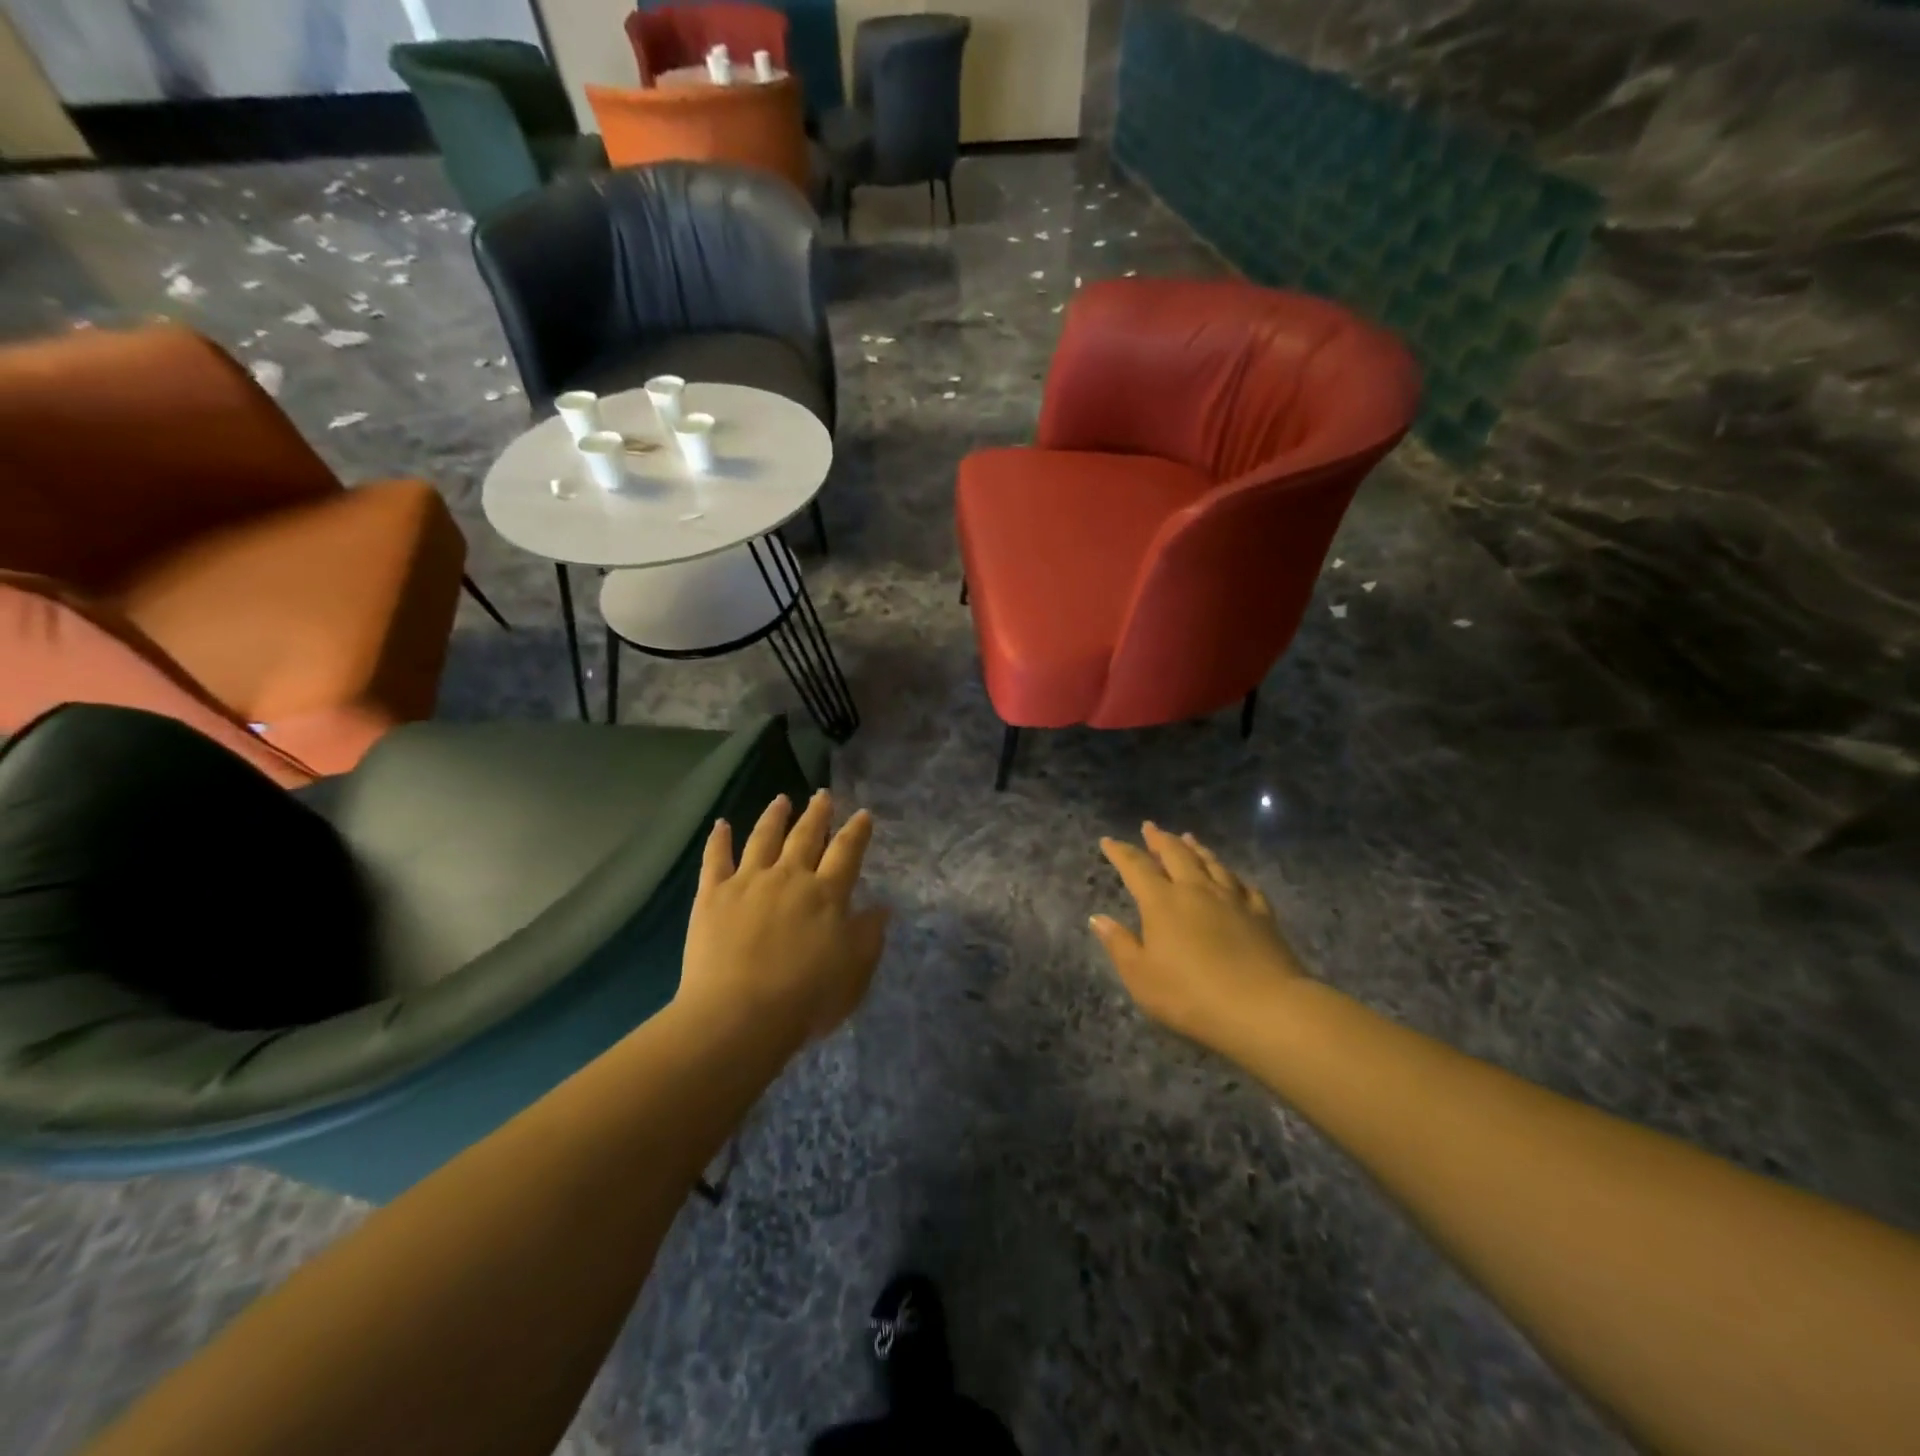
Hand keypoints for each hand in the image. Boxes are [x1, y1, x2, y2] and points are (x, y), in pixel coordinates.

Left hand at [677, 791, 888, 1049]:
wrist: (739, 1016)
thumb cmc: (806, 998)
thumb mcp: (854, 971)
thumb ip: (869, 936)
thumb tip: (882, 908)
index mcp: (826, 893)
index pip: (846, 852)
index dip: (857, 831)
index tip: (863, 814)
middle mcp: (789, 877)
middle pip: (805, 836)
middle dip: (817, 813)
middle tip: (823, 795)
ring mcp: (748, 882)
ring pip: (763, 838)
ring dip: (774, 816)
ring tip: (782, 799)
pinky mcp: (713, 896)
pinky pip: (715, 859)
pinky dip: (719, 839)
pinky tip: (721, 824)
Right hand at [1091, 823, 1303, 1050]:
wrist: (1265, 1008)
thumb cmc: (1191, 996)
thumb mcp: (1141, 976)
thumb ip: (1119, 944)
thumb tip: (1097, 918)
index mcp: (1162, 902)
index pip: (1136, 867)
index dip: (1121, 852)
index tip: (1108, 840)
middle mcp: (1196, 890)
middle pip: (1176, 854)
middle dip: (1160, 839)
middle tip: (1150, 827)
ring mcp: (1233, 899)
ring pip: (1211, 863)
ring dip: (1196, 848)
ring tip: (1188, 837)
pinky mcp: (1262, 914)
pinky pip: (1244, 885)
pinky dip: (1232, 876)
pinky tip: (1233, 877)